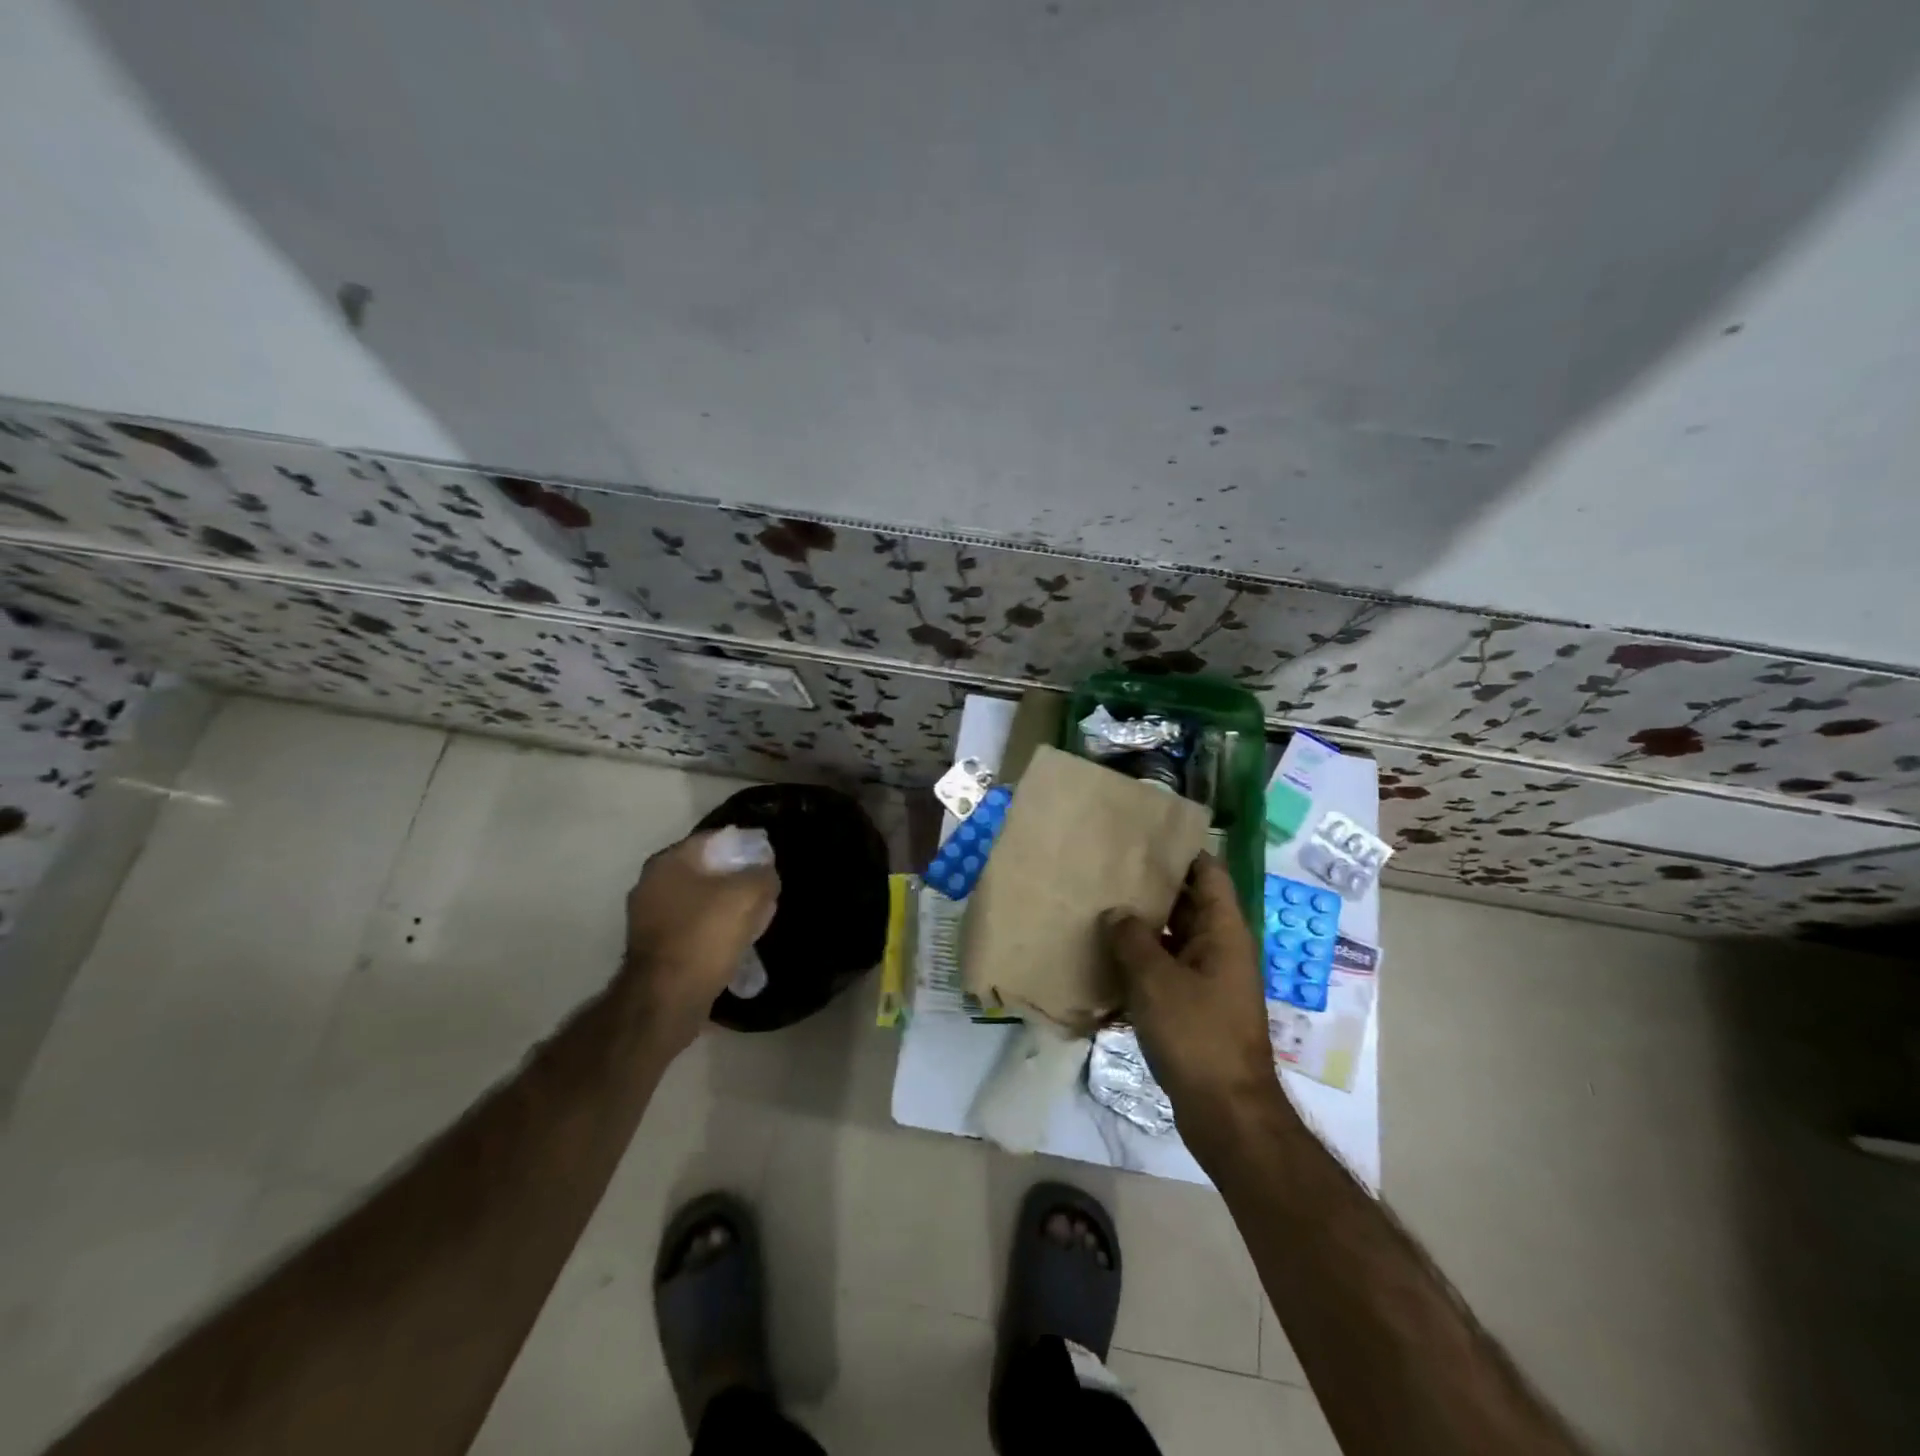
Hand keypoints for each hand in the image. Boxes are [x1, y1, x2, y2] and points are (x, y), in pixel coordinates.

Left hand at [624, 827, 779, 1040]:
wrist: (666, 999)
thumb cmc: (705, 936)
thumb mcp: (748, 896)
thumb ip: (762, 875)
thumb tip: (765, 874)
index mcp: (668, 862)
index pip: (713, 839)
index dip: (745, 845)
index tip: (767, 860)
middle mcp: (651, 884)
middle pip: (705, 870)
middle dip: (736, 879)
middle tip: (763, 890)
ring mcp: (647, 918)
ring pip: (699, 900)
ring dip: (725, 906)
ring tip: (754, 918)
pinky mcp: (653, 947)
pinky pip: (691, 927)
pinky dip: (712, 929)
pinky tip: (734, 942)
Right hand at [1101, 855, 1277, 1127]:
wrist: (1226, 1113)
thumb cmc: (1196, 1035)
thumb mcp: (1156, 980)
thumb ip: (1131, 938)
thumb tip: (1116, 913)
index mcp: (1223, 930)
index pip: (1207, 871)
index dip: (1180, 850)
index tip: (1142, 836)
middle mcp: (1220, 948)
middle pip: (1186, 903)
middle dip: (1150, 887)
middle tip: (1106, 870)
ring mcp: (1209, 980)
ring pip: (1172, 938)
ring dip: (1140, 928)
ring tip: (1097, 909)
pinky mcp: (1195, 1008)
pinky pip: (1166, 971)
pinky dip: (1140, 964)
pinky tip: (1104, 962)